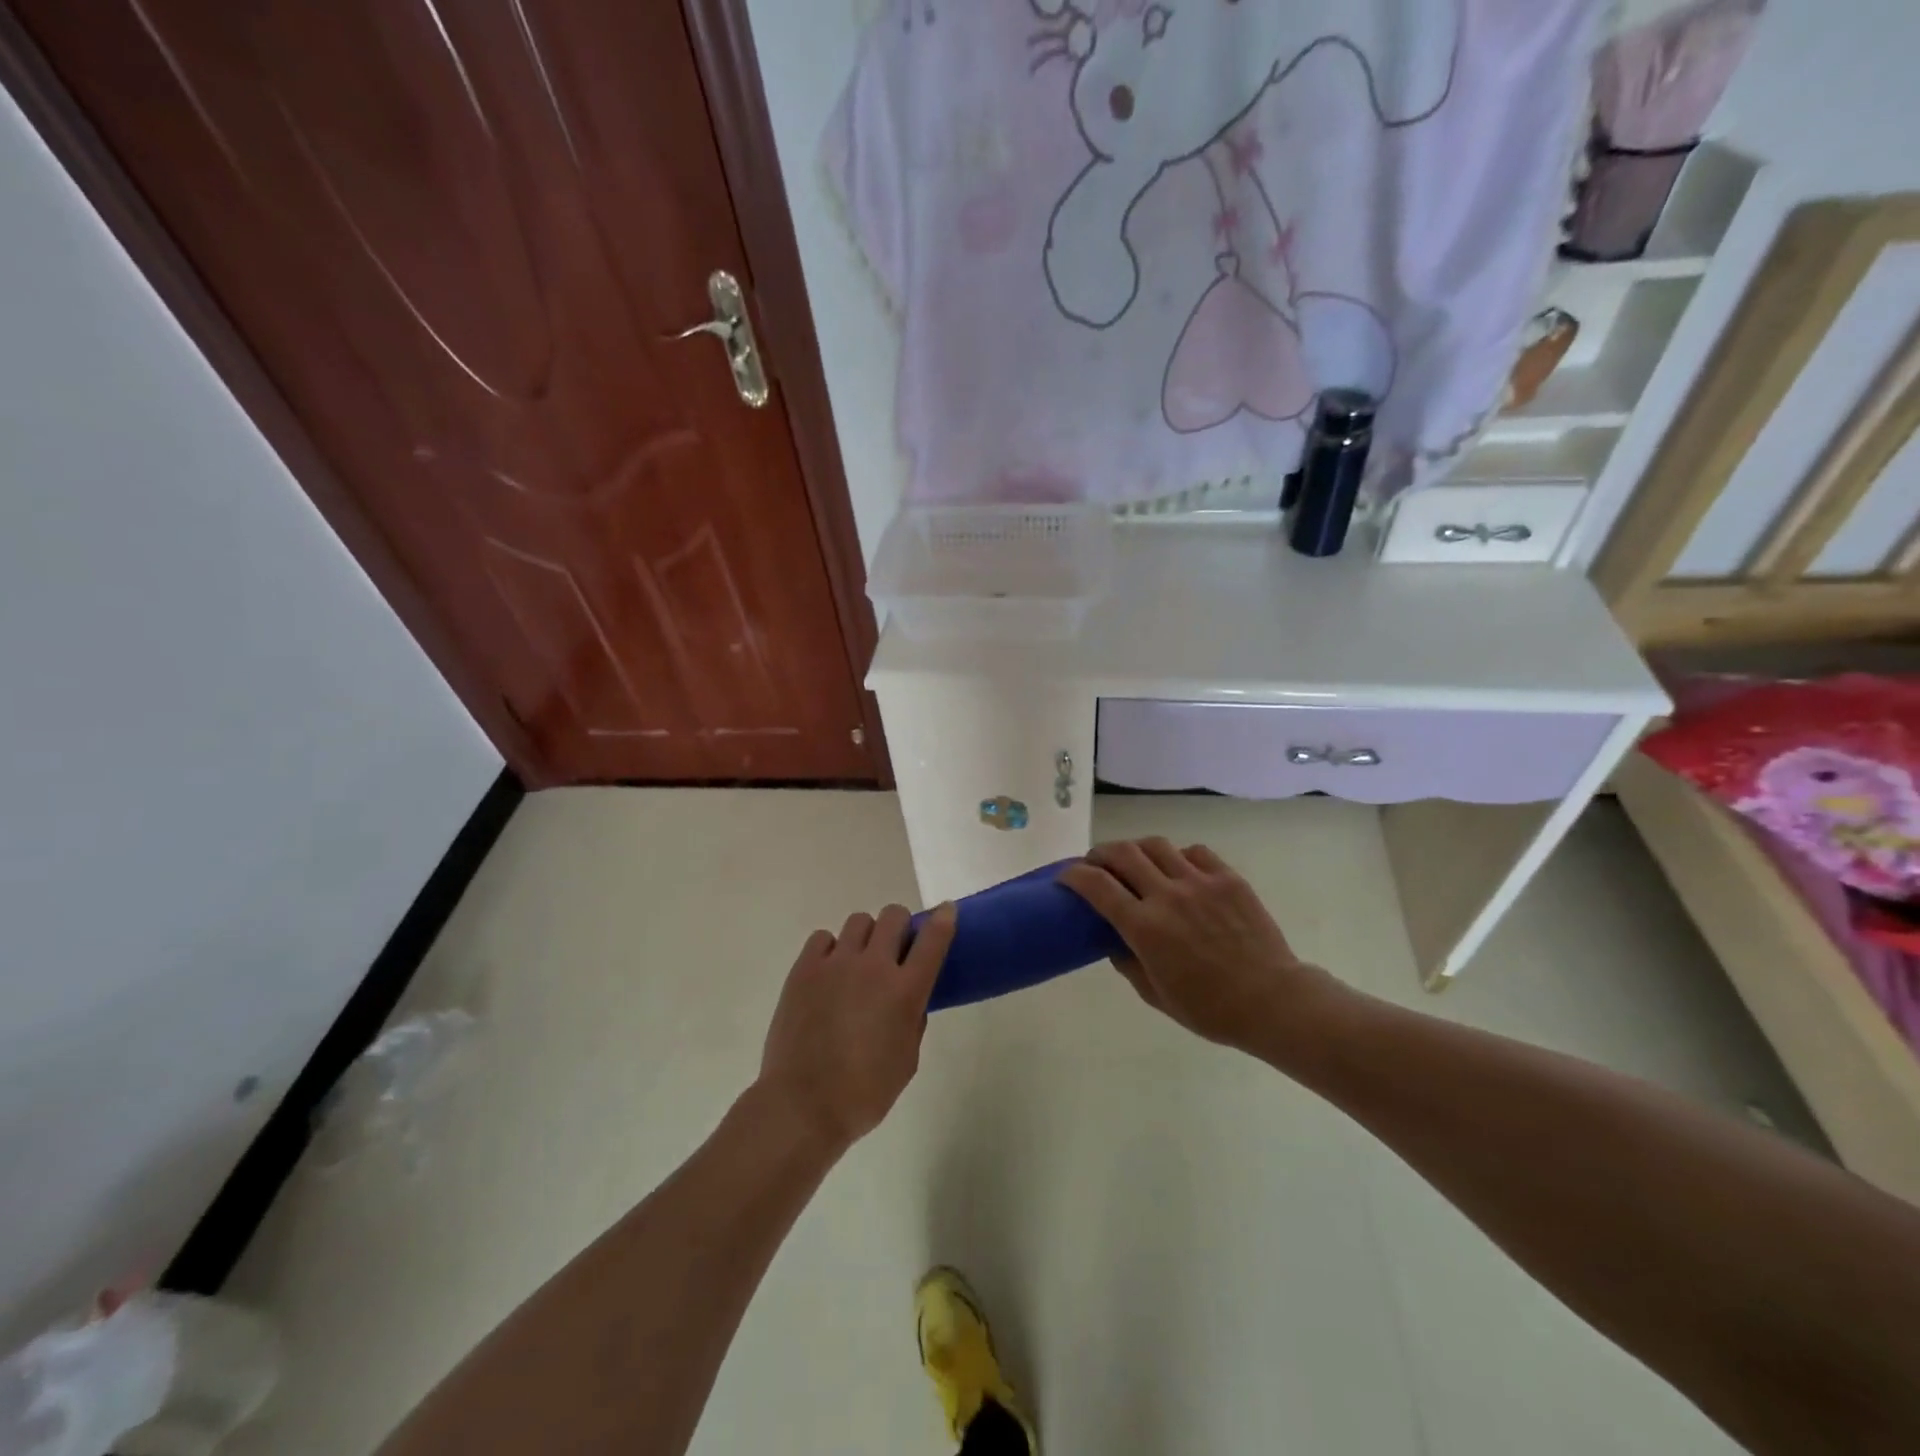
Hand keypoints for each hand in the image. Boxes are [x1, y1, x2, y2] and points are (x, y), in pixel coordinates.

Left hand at [757, 903, 956, 1152]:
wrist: (802, 1106)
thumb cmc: (864, 1093)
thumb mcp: (907, 1060)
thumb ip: (913, 1020)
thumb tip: (909, 998)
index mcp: (906, 991)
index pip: (933, 938)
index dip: (944, 918)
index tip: (946, 911)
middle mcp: (874, 967)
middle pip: (894, 916)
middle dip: (900, 926)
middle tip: (895, 949)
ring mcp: (836, 963)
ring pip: (859, 921)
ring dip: (867, 936)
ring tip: (857, 963)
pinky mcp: (804, 969)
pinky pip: (823, 938)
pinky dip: (831, 948)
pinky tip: (829, 972)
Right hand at [1060, 839, 1336, 1054]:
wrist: (1272, 1001)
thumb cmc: (1209, 1009)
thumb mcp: (1155, 995)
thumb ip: (1127, 962)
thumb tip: (1113, 939)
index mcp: (1144, 927)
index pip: (1096, 885)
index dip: (1074, 875)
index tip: (1066, 876)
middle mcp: (1167, 895)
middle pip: (1122, 853)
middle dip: (1100, 854)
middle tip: (1097, 863)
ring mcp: (1199, 882)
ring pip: (1156, 845)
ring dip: (1137, 849)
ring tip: (1135, 861)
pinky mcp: (1227, 878)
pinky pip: (1194, 852)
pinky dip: (1178, 856)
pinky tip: (1179, 869)